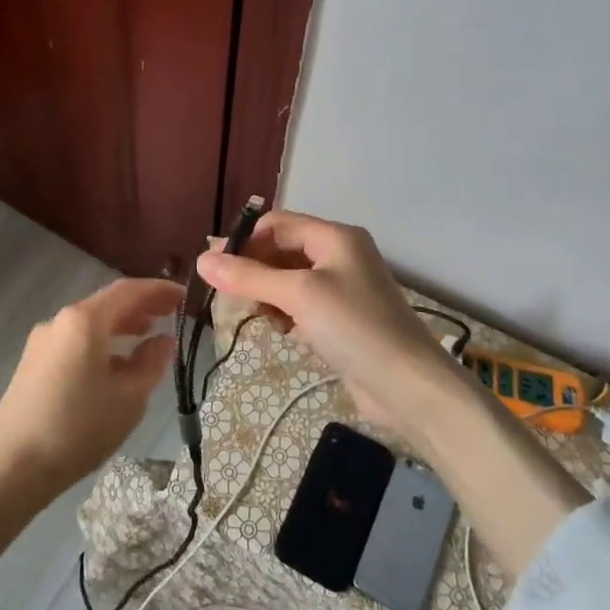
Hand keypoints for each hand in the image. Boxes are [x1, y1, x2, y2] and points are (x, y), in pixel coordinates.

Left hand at [0, 278, 179, 561]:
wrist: (10, 467)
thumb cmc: (78, 428)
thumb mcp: (128, 398)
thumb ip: (151, 363)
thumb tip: (165, 340)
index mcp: (84, 321)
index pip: (128, 291)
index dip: (159, 290)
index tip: (185, 296)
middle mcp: (60, 321)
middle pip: (106, 304)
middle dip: (141, 306)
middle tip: (171, 314)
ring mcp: (42, 342)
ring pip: (89, 323)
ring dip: (120, 325)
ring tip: (148, 335)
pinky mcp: (32, 364)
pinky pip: (74, 341)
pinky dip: (101, 343)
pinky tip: (115, 365)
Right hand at [197, 210, 459, 448]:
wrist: (407, 386)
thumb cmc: (353, 327)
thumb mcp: (297, 296)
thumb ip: (248, 277)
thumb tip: (201, 259)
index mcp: (335, 236)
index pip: (277, 224)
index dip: (244, 240)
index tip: (214, 266)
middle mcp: (339, 255)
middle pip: (282, 250)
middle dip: (254, 269)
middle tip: (228, 295)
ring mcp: (342, 288)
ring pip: (289, 279)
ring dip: (267, 294)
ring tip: (257, 315)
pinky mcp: (342, 318)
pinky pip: (302, 304)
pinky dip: (285, 313)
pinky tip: (281, 331)